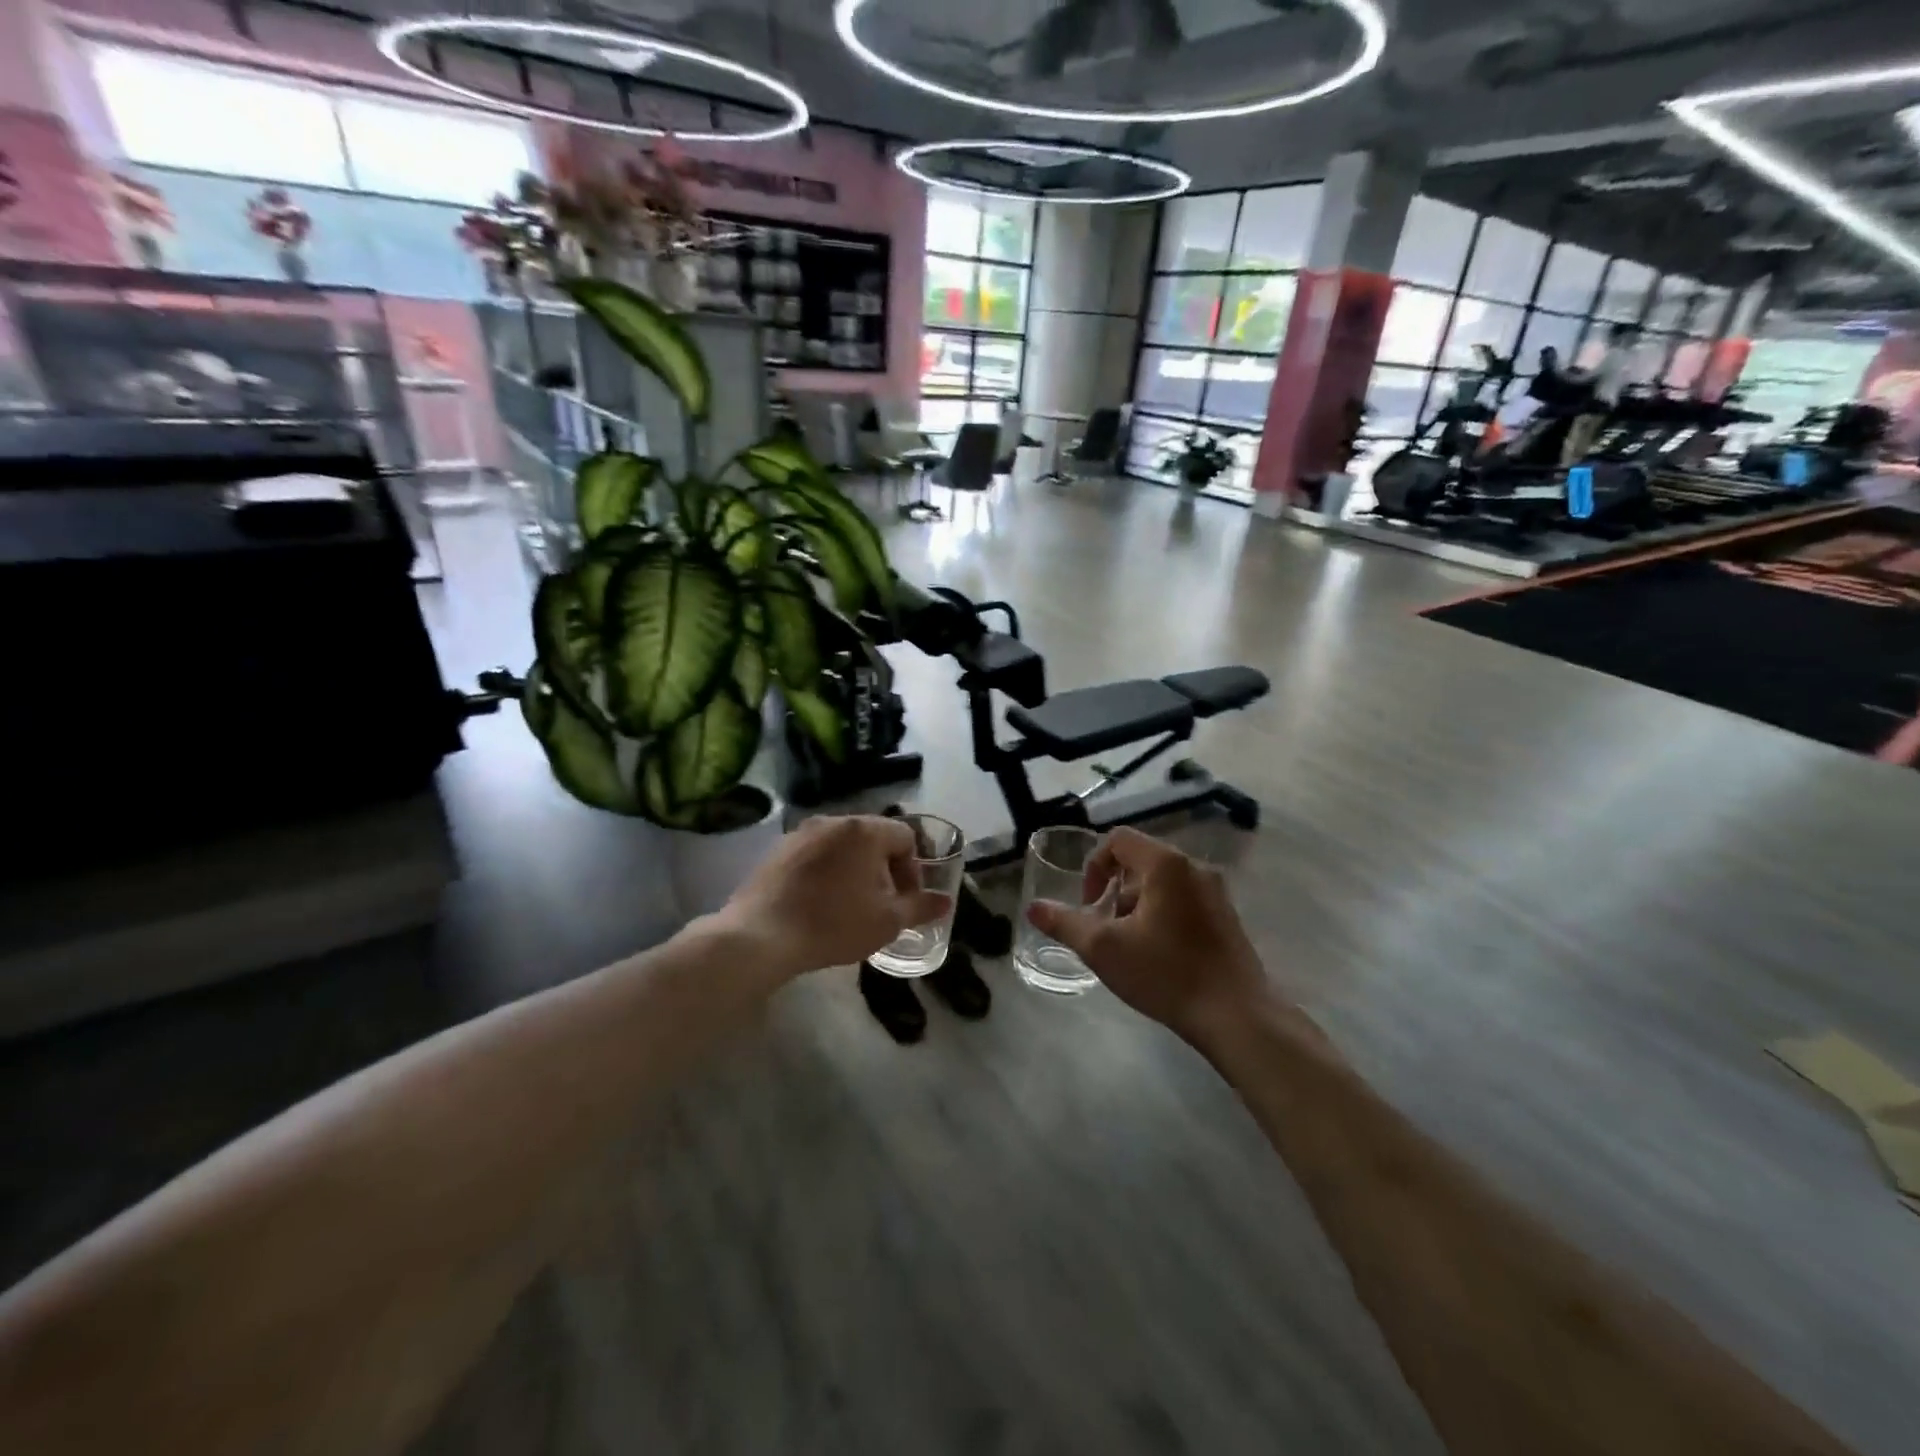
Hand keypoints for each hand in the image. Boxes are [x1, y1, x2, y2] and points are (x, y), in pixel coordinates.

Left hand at [712, 815, 949, 979]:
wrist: (760, 936)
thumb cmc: (834, 924)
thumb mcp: (887, 922)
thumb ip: (920, 907)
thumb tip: (945, 901)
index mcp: (864, 830)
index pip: (905, 837)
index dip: (913, 869)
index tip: (904, 900)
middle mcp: (833, 820)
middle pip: (873, 837)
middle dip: (884, 869)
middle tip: (880, 904)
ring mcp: (801, 833)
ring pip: (842, 846)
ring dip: (854, 870)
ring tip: (849, 905)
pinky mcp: (777, 850)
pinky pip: (815, 854)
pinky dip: (825, 872)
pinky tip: (818, 903)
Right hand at [1026, 828, 1272, 1048]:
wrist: (1237, 1016)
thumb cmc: (1166, 974)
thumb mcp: (1103, 949)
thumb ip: (1065, 924)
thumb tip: (1034, 908)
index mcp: (1166, 864)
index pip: (1118, 840)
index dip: (1094, 866)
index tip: (1089, 904)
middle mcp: (1194, 867)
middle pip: (1140, 861)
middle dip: (1114, 890)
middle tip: (1106, 928)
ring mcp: (1216, 892)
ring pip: (1162, 883)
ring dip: (1136, 905)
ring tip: (1130, 946)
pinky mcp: (1227, 916)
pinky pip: (1183, 899)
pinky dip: (1161, 914)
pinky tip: (1159, 955)